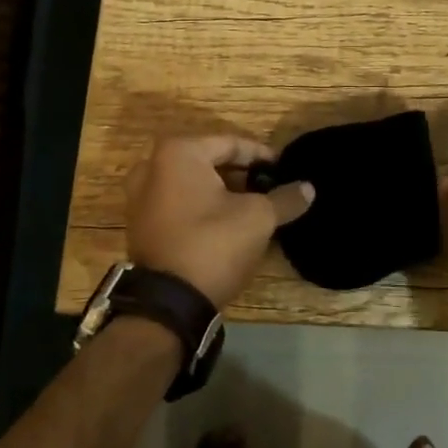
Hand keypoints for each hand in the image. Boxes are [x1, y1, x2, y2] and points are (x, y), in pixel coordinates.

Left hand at [126, 136, 315, 308]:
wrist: (169, 303)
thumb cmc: (213, 243)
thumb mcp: (258, 218)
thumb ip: (284, 198)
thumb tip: (308, 188)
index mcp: (178, 153)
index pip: (230, 144)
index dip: (261, 156)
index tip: (283, 169)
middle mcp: (151, 166)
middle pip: (208, 161)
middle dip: (240, 173)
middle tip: (269, 186)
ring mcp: (139, 197)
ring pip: (191, 183)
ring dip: (221, 191)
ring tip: (251, 204)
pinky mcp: (139, 224)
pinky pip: (177, 203)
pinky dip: (200, 207)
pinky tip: (225, 222)